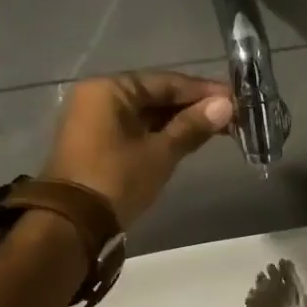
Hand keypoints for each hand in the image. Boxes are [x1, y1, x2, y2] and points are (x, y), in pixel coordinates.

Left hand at [42, 72, 233, 227]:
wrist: (73, 224)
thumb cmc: (117, 179)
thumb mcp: (160, 153)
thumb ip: (192, 126)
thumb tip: (225, 106)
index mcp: (109, 89)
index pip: (165, 82)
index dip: (202, 91)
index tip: (234, 99)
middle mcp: (98, 96)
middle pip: (154, 95)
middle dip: (192, 107)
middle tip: (230, 116)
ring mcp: (94, 120)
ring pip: (145, 114)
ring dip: (178, 122)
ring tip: (216, 129)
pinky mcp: (96, 143)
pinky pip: (134, 129)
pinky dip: (160, 134)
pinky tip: (188, 140)